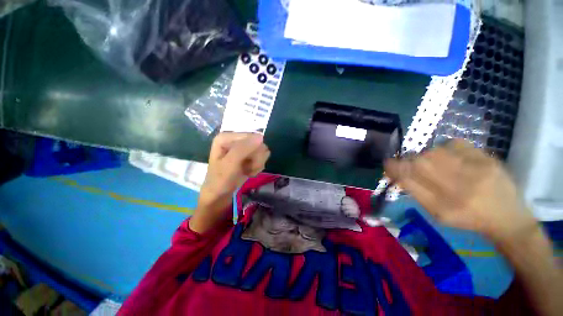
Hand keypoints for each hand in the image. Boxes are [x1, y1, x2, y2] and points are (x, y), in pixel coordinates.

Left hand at [191, 133, 269, 232]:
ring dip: (256, 164)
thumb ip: (243, 149)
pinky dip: (256, 167)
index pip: (252, 137)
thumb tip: (261, 137)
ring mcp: (243, 148)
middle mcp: (236, 140)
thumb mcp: (230, 164)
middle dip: (255, 159)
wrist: (220, 196)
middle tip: (247, 169)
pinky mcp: (248, 156)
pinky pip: (261, 158)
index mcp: (227, 137)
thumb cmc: (220, 180)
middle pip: (259, 144)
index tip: (246, 163)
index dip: (253, 152)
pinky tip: (249, 172)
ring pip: (262, 152)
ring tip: (247, 171)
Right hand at [384, 139, 535, 243]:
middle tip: (410, 164)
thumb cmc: (467, 218)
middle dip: (408, 161)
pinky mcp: (487, 158)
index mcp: (442, 206)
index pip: (409, 180)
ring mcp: (475, 171)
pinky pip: (454, 143)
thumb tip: (395, 172)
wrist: (507, 217)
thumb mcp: (436, 213)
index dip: (393, 168)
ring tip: (434, 163)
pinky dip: (446, 147)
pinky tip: (451, 157)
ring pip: (434, 152)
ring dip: (426, 155)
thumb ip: (415, 192)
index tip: (387, 164)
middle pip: (419, 163)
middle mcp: (458, 189)